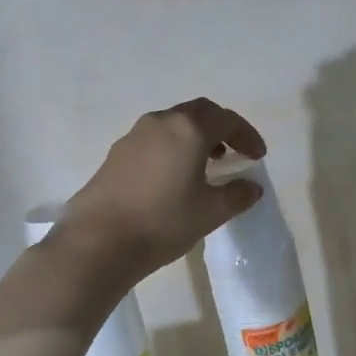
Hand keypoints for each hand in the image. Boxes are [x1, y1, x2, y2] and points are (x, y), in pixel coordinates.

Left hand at [56, 99, 267, 288]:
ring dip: (195, 137)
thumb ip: (237, 195)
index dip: (247, 135)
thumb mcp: (210, 212)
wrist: (98, 242)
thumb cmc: (163, 222)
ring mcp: (134, 135)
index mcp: (189, 130)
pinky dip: (173, 147)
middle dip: (221, 129)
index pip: (227, 120)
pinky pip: (155, 139)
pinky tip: (174, 176)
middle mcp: (161, 122)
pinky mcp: (116, 153)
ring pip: (174, 124)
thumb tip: (251, 186)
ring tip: (206, 164)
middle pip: (199, 113)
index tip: (257, 156)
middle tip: (234, 152)